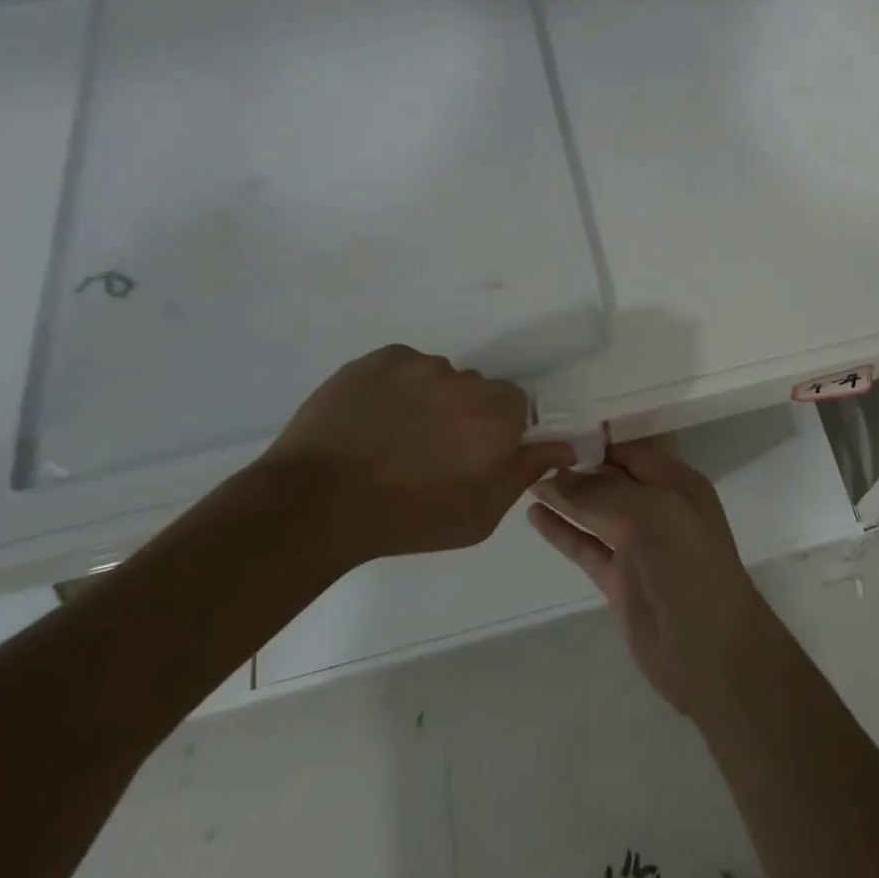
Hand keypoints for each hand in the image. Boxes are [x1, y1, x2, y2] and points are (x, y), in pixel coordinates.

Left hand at [264, 345, 573, 562]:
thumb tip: (563, 446)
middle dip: (463, 415)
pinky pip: (403, 368)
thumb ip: (524, 474)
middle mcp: (465, 381)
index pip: (515, 407)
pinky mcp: (381, 358)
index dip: (495, 432)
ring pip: (439, 378)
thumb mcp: (479, 515)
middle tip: (430, 451)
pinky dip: (396, 388)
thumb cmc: (407, 519)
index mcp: (496, 417)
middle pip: (477, 390)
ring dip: (429, 400)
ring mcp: (420, 365)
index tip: (471, 456)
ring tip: (392, 437)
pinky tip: (372, 420)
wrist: (315, 504)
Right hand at [527, 441, 785, 715]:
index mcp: (676, 483)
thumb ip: (602, 493)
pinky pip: (585, 545)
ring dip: (564, 497)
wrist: (709, 651)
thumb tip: (556, 476)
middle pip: (609, 479)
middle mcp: (657, 508)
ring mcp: (637, 545)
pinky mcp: (618, 578)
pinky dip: (562, 531)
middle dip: (575, 466)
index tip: (553, 429)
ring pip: (594, 511)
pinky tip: (535, 516)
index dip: (594, 441)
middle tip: (528, 451)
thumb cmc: (688, 566)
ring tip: (524, 478)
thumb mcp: (651, 514)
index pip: (629, 451)